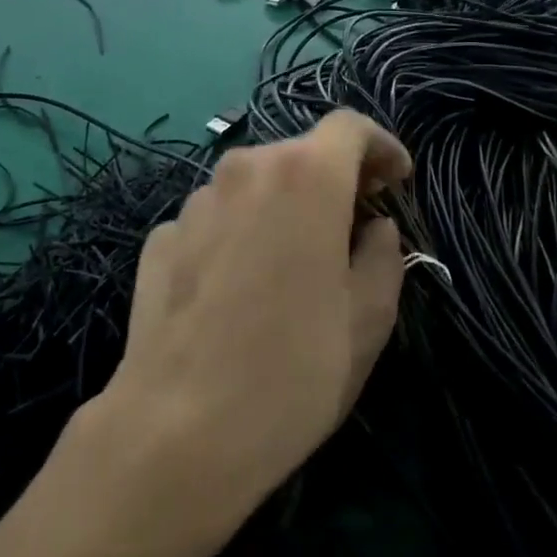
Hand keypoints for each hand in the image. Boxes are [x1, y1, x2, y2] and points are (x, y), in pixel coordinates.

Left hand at [95, 110, 412, 530]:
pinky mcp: (161, 235)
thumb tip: (373, 227)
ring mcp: (195, 201)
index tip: (395, 180)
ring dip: (281, 207)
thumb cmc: (293, 372)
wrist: (178, 429)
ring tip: (291, 263)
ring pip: (254, 185)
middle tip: (351, 228)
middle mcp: (245, 169)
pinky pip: (216, 218)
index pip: (350, 127)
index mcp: (304, 176)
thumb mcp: (368, 320)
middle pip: (299, 154)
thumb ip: (383, 255)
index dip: (380, 146)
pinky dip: (238, 233)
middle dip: (333, 180)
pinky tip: (237, 288)